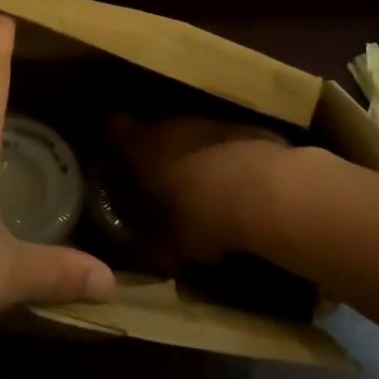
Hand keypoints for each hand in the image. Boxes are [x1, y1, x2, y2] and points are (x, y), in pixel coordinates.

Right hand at [110, 114, 290, 261]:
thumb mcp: (174, 243)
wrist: (266, 191)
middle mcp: (170, 124)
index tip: (113, 154)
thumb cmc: (204, 215)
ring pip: (188, 131)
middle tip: (155, 174)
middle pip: (153, 127)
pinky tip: (229, 178)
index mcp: (143, 147)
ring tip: (195, 179)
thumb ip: (157, 246)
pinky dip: (218, 154)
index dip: (113, 138)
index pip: (115, 128)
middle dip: (153, 148)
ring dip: (188, 150)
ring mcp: (206, 121)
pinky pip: (218, 138)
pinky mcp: (240, 125)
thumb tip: (152, 256)